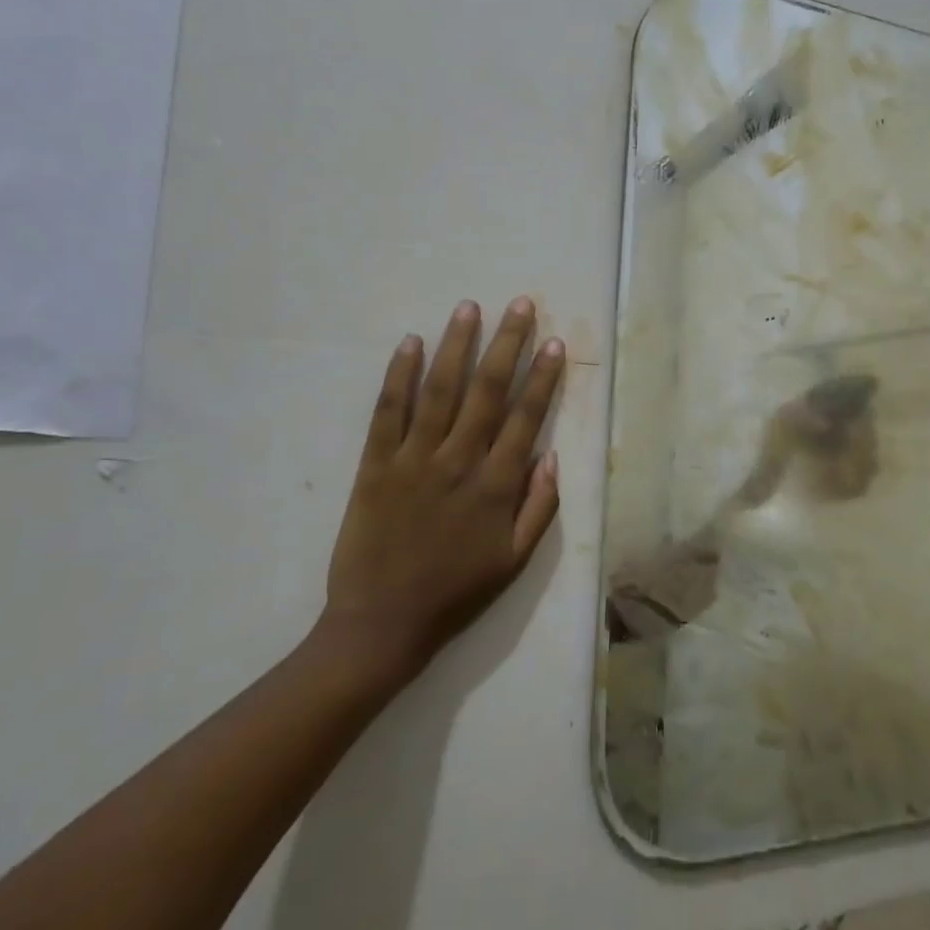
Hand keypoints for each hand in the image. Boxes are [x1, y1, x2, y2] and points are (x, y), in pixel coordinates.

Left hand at [320, 298, 564, 677]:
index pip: (526, 418)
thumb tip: (552, 456)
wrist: (382, 624)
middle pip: (487, 392)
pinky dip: (399, 376)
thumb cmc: (456, 593)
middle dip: (507, 344)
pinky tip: (411, 343)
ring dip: (457, 346)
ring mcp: (413, 460)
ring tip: (469, 307)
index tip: (555, 342)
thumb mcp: (515, 561)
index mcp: (496, 487)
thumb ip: (539, 508)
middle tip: (519, 304)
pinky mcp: (374, 466)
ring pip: (440, 391)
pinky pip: (388, 413)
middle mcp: (458, 462)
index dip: (543, 378)